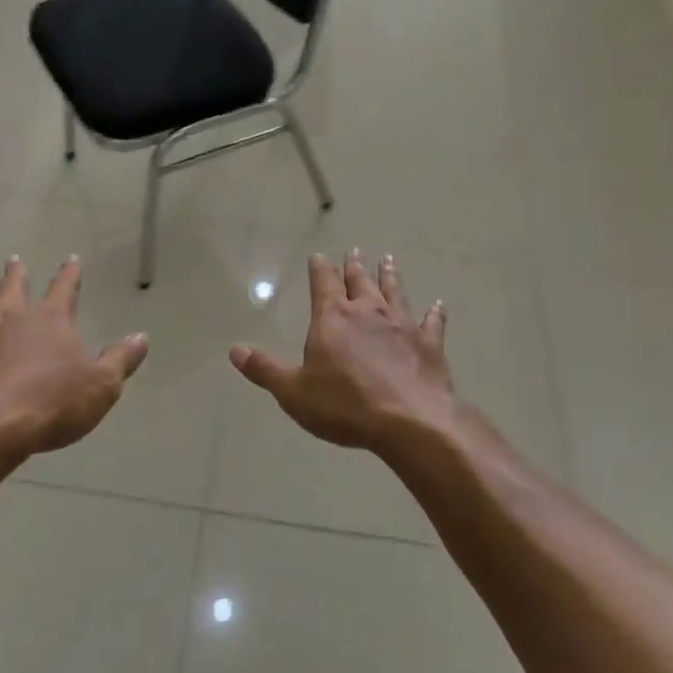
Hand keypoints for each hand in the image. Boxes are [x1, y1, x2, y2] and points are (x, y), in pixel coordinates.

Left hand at [0, 256, 148, 456]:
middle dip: (17, 273)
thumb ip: (121, 360)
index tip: (71, 259)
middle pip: (14, 286)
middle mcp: (11, 316)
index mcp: (51, 320)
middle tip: (14, 260)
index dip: (70, 273)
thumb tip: (141, 337)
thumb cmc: (50, 406)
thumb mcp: (101, 387)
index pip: (64, 288)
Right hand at [229, 250, 457, 452]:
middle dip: (354, 266)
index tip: (319, 255)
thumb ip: (265, 369)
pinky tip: (439, 305)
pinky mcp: (429, 344)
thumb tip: (234, 350)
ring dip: (390, 276)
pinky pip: (432, 323)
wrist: (409, 420)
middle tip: (356, 251)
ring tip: (388, 260)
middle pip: (359, 282)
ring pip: (394, 292)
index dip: (319, 269)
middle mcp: (368, 312)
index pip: (323, 284)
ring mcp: (402, 325)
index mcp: (333, 319)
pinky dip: (435, 313)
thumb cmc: (345, 405)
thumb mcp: (294, 391)